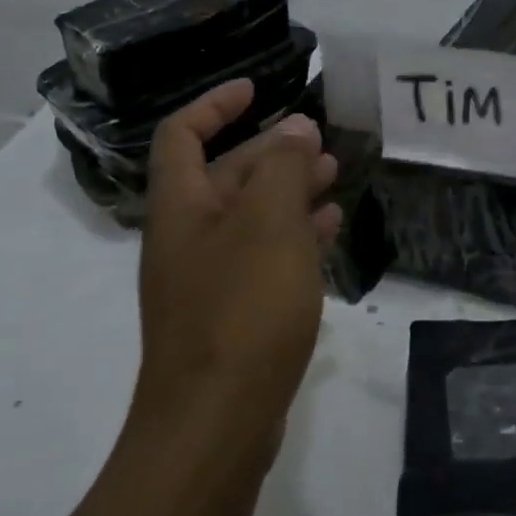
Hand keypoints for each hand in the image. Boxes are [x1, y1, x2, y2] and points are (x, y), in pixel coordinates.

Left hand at [132, 79, 341, 445]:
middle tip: (319, 142)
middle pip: (225, 175)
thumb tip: (293, 128)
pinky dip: (294, 236)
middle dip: (270, 150)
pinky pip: (263, 257)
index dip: (215, 104)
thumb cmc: (241, 310)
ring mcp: (207, 281)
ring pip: (250, 217)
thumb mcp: (269, 223)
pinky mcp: (231, 317)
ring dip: (288, 191)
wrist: (214, 427)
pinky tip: (330, 231)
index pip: (183, 135)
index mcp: (182, 208)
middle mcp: (187, 238)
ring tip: (333, 177)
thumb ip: (281, 167)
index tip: (258, 88)